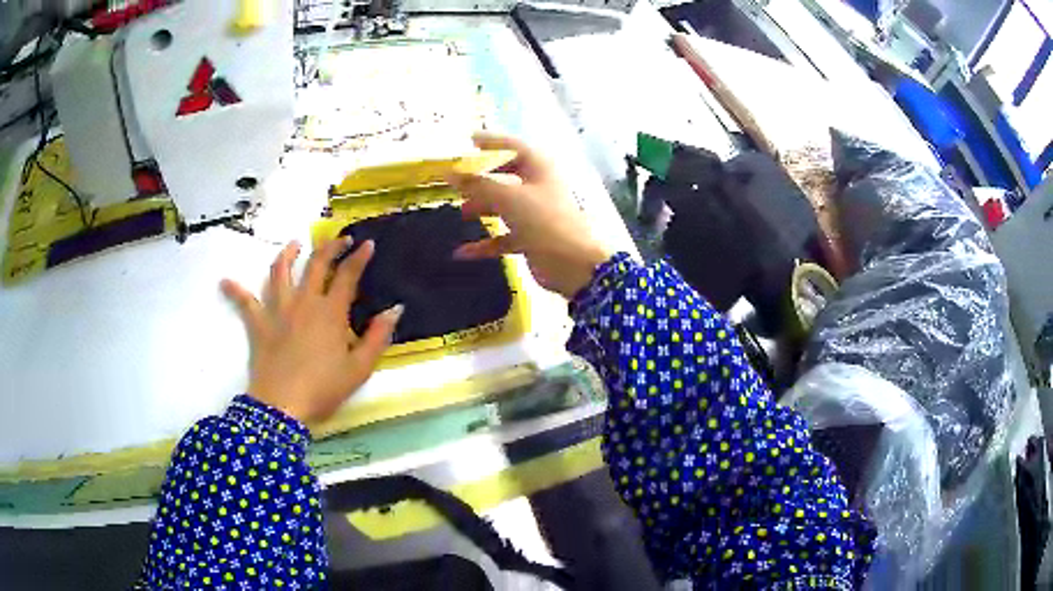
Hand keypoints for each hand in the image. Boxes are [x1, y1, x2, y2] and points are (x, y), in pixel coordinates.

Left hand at [220, 239, 402, 423]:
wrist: (282, 407)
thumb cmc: (323, 389)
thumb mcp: (359, 368)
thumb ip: (378, 337)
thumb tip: (395, 309)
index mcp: (330, 312)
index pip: (348, 275)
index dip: (359, 257)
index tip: (367, 243)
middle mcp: (304, 302)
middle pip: (316, 264)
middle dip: (330, 247)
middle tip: (339, 239)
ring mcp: (278, 310)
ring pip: (280, 273)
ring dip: (287, 255)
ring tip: (293, 244)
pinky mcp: (258, 324)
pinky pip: (244, 302)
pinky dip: (235, 290)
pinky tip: (225, 281)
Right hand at [448, 133, 611, 298]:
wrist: (573, 263)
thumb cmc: (543, 219)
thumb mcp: (508, 197)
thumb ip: (477, 184)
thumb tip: (450, 173)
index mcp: (538, 167)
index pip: (512, 146)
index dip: (491, 141)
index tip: (468, 139)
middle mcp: (538, 187)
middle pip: (506, 176)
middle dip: (481, 179)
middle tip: (457, 180)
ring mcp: (535, 214)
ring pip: (504, 206)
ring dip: (482, 208)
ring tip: (461, 213)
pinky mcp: (531, 238)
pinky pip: (503, 236)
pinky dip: (485, 243)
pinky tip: (463, 252)